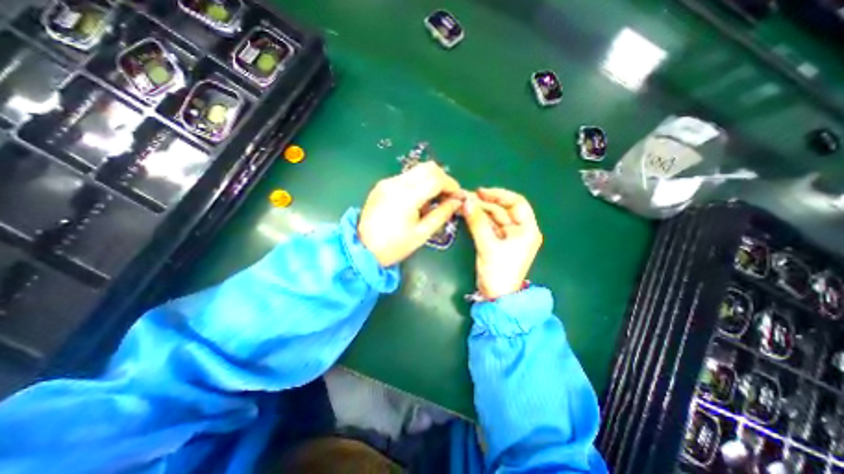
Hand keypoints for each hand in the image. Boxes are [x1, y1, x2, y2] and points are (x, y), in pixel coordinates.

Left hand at [355, 161, 459, 265]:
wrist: (362, 250)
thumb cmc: (394, 246)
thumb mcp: (422, 234)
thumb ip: (441, 214)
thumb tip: (457, 202)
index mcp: (407, 196)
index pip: (436, 178)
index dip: (451, 185)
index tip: (457, 196)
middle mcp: (396, 183)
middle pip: (428, 167)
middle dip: (443, 179)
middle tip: (447, 196)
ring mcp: (387, 182)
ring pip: (417, 170)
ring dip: (430, 180)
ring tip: (432, 201)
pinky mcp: (382, 185)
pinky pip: (406, 177)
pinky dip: (417, 184)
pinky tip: (416, 201)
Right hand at [461, 187, 539, 297]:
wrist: (497, 296)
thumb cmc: (499, 271)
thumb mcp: (488, 245)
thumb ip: (477, 222)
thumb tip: (466, 201)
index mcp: (527, 229)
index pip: (517, 203)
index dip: (499, 194)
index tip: (480, 192)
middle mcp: (519, 230)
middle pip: (502, 210)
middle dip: (484, 203)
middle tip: (465, 197)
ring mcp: (508, 237)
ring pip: (494, 218)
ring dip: (479, 211)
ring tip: (463, 204)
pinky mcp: (497, 243)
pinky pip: (488, 227)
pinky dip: (478, 220)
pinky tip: (467, 214)